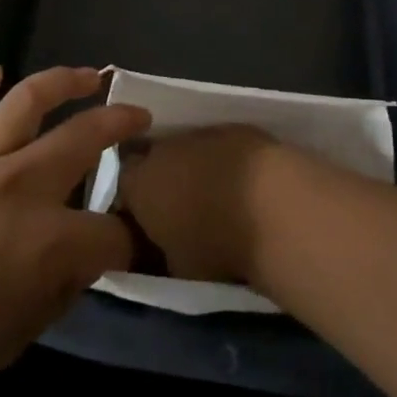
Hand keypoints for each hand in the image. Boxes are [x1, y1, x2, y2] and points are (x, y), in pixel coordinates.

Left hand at [0, 66, 148, 396]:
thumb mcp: (11, 341)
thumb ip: (52, 297)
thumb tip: (74, 266)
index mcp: (47, 240)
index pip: (111, 235)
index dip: (129, 243)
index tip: (132, 248)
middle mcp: (20, 185)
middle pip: (84, 138)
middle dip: (121, 123)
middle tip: (140, 116)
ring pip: (26, 102)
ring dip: (63, 81)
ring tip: (89, 75)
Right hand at [114, 124, 283, 285]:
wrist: (273, 206)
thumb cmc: (217, 246)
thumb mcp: (177, 268)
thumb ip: (160, 253)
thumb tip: (161, 249)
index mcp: (138, 184)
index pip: (122, 187)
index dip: (135, 203)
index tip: (149, 223)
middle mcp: (161, 150)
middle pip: (153, 160)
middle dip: (164, 180)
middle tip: (183, 208)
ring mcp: (200, 133)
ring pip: (187, 149)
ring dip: (195, 168)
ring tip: (218, 197)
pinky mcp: (235, 127)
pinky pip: (220, 145)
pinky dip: (226, 161)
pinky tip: (245, 183)